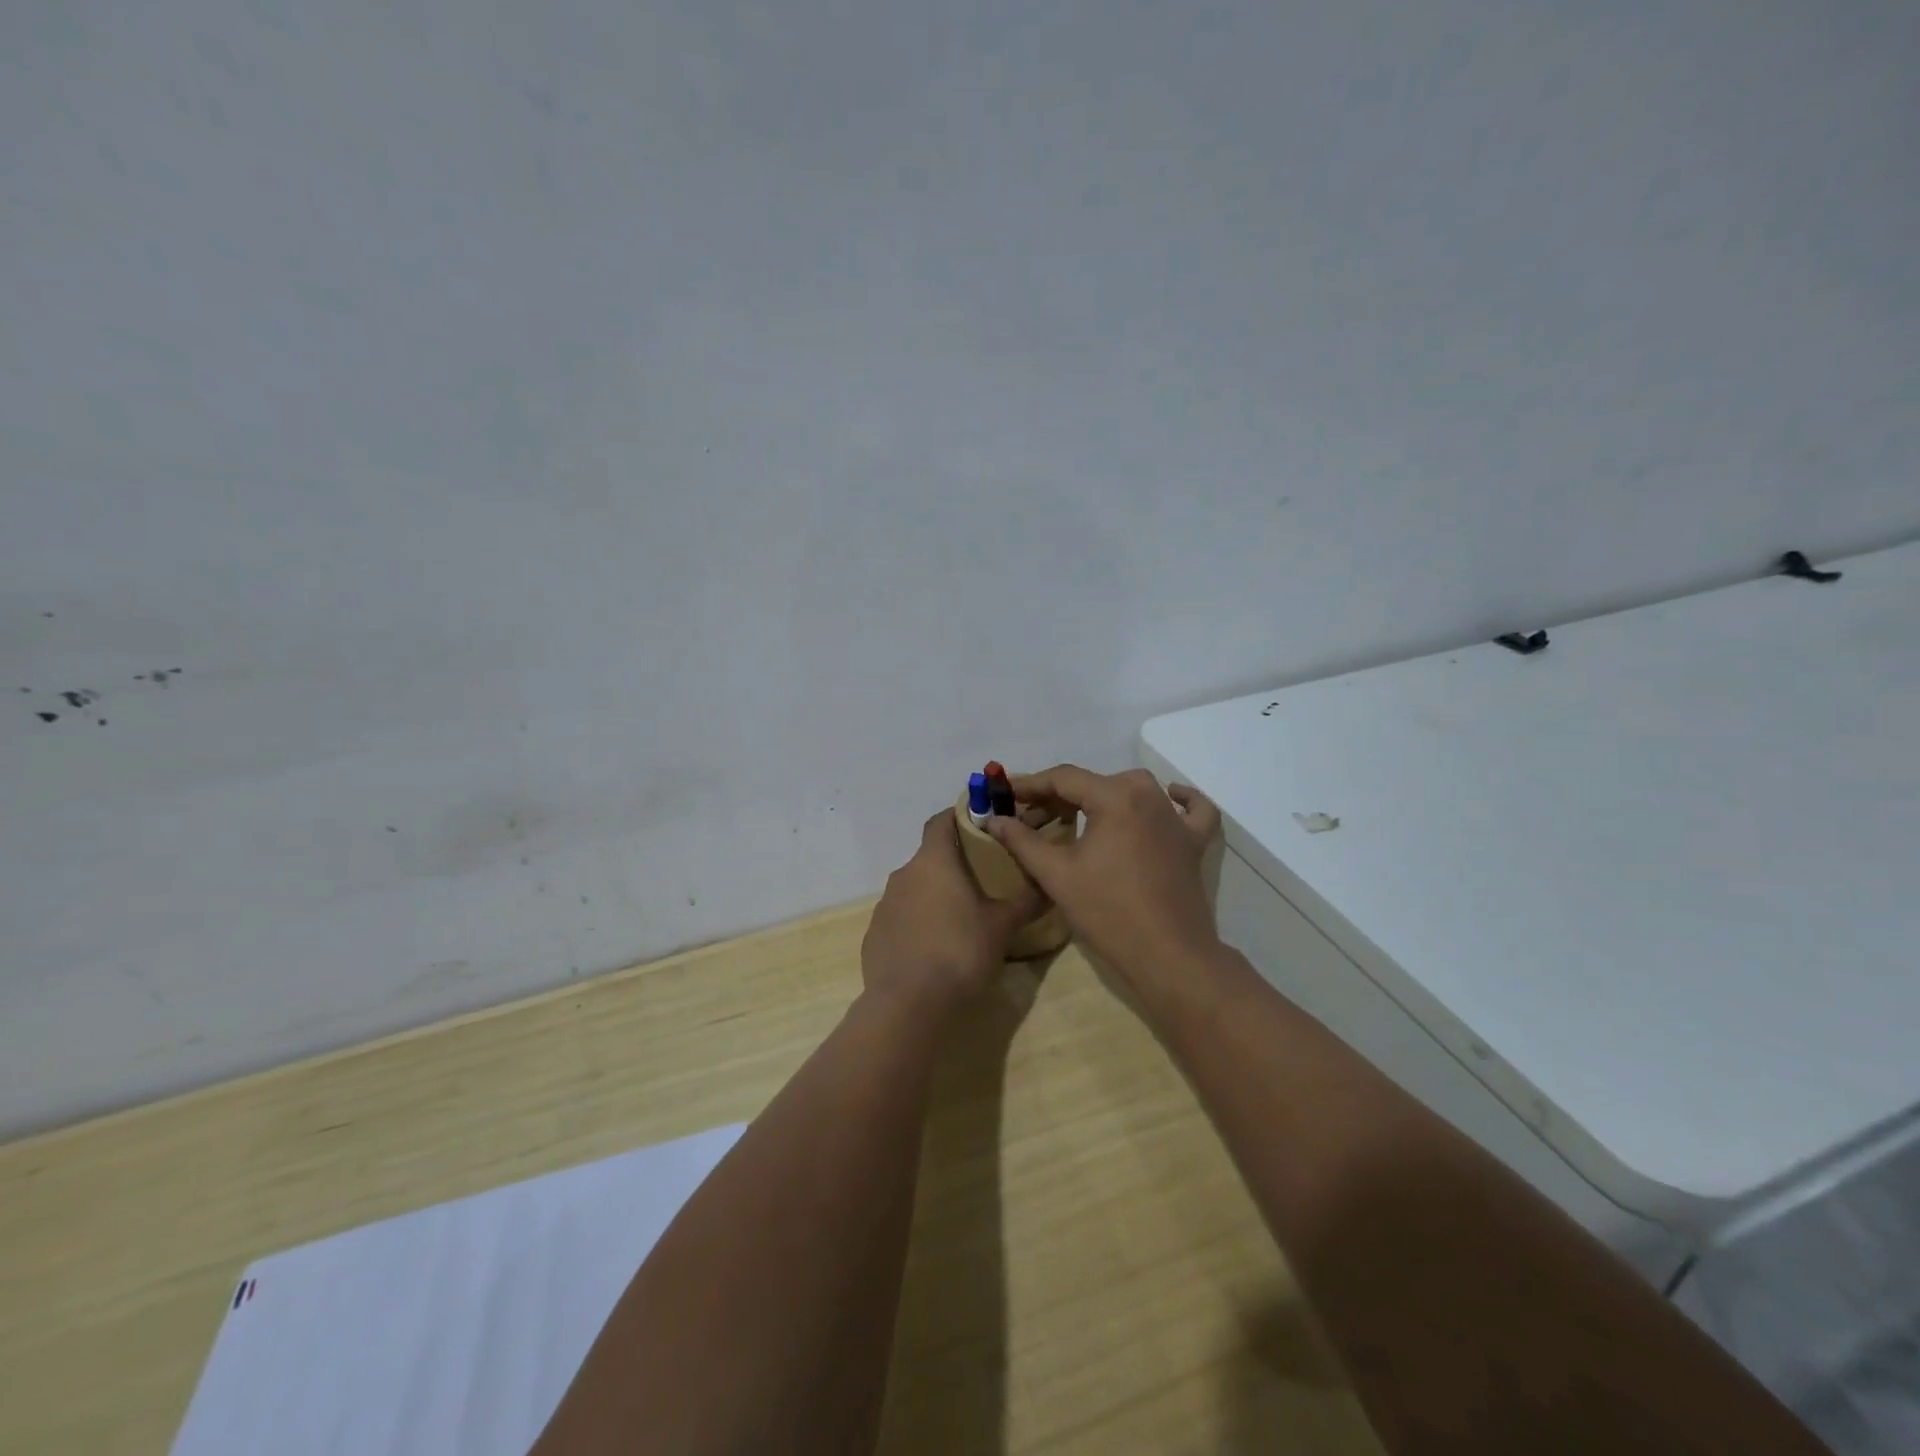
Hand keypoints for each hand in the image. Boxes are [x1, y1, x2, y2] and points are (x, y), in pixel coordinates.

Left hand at [861, 809, 1044, 1017]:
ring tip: (962, 918)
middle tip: (983, 880)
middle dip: (954, 864)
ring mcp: (885, 905)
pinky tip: (936, 948)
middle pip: (930, 857)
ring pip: (915, 888)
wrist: (909, 1006)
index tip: (982, 824)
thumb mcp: (1002, 926)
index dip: (960, 816)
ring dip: (936, 895)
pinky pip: (901, 918)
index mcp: (933, 862)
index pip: (941, 821)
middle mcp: (903, 875)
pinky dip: (918, 923)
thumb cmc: (960, 953)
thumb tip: (1048, 883)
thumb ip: (1026, 900)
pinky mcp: (875, 935)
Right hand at [984, 766, 1221, 998]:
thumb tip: (994, 819)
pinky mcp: (1193, 842)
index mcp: (1116, 797)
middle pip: (1095, 783)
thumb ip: (1022, 841)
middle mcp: (1149, 795)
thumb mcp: (1056, 874)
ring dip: (1102, 797)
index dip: (1030, 785)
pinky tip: (1169, 797)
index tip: (1005, 794)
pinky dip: (1180, 799)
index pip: (1064, 779)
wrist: (1168, 956)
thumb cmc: (1108, 912)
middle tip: (1031, 821)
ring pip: (1134, 790)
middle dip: (1059, 798)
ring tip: (1076, 816)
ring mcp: (1176, 818)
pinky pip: (1190, 809)